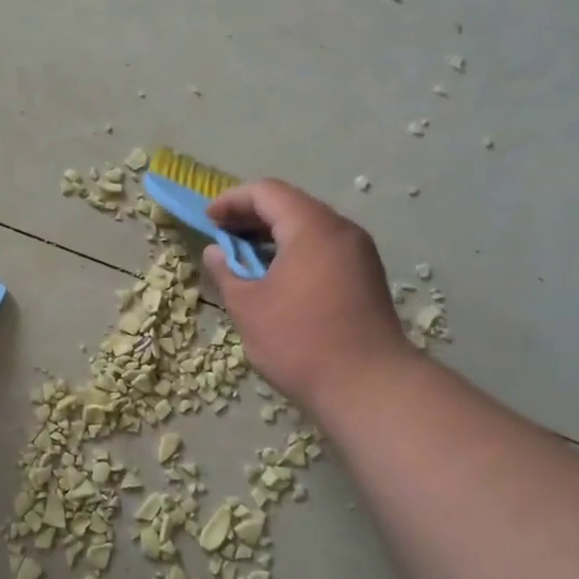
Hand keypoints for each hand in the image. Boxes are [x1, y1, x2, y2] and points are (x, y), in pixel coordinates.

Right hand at [203, 180, 419, 411]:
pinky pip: (324, 247)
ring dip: (273, 234)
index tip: (208, 221)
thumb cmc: (300, 341)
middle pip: (290, 204)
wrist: (370, 387)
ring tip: (244, 258)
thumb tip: (215, 252)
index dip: (231, 200)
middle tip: (222, 237)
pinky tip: (276, 276)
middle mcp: (341, 230)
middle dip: (251, 216)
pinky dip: (295, 250)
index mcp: (311, 227)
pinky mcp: (366, 276)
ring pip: (309, 226)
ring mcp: (359, 253)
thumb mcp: (248, 307)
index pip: (266, 192)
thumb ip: (227, 272)